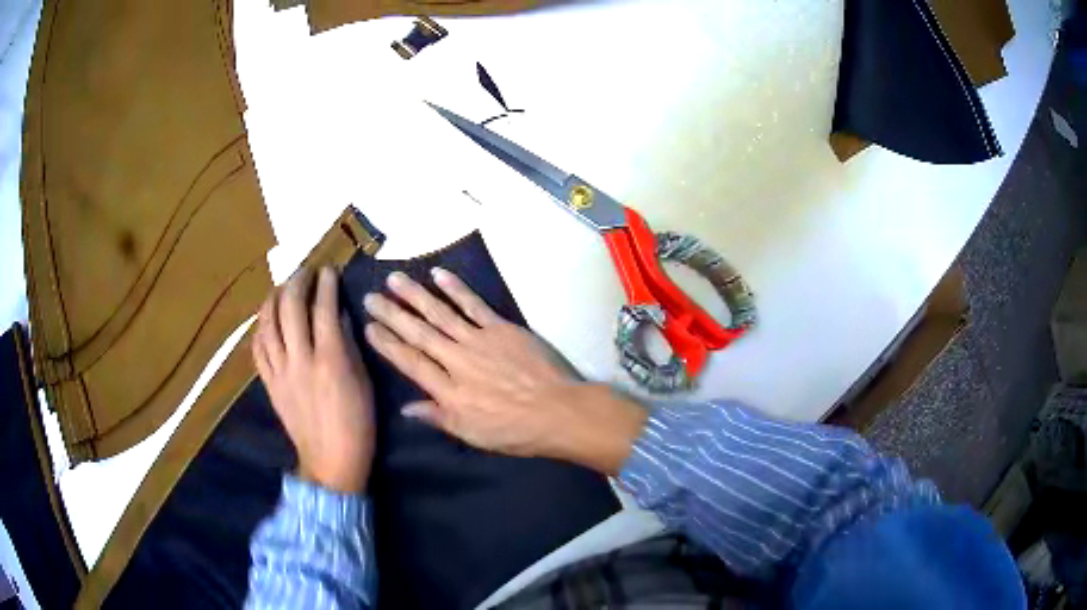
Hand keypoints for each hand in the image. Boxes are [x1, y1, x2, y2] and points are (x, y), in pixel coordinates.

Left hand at [252, 266, 375, 493]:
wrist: (331, 462)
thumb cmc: (357, 424)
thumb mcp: (364, 383)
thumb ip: (349, 345)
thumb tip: (339, 315)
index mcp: (331, 360)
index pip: (324, 309)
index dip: (326, 284)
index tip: (328, 270)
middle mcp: (301, 360)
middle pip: (291, 309)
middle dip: (297, 283)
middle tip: (304, 273)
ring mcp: (281, 372)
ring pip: (268, 324)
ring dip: (273, 299)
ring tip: (281, 288)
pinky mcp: (269, 384)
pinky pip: (258, 349)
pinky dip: (260, 328)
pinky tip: (266, 320)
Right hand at [363, 268, 645, 473]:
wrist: (558, 411)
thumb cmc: (515, 431)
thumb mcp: (472, 435)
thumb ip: (438, 418)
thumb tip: (405, 408)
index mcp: (449, 391)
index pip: (410, 362)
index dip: (388, 344)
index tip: (369, 327)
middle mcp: (457, 360)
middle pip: (419, 333)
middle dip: (392, 314)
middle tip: (371, 297)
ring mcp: (479, 340)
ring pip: (440, 314)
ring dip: (416, 295)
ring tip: (395, 279)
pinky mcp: (501, 328)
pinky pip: (473, 305)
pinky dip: (456, 289)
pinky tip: (439, 275)